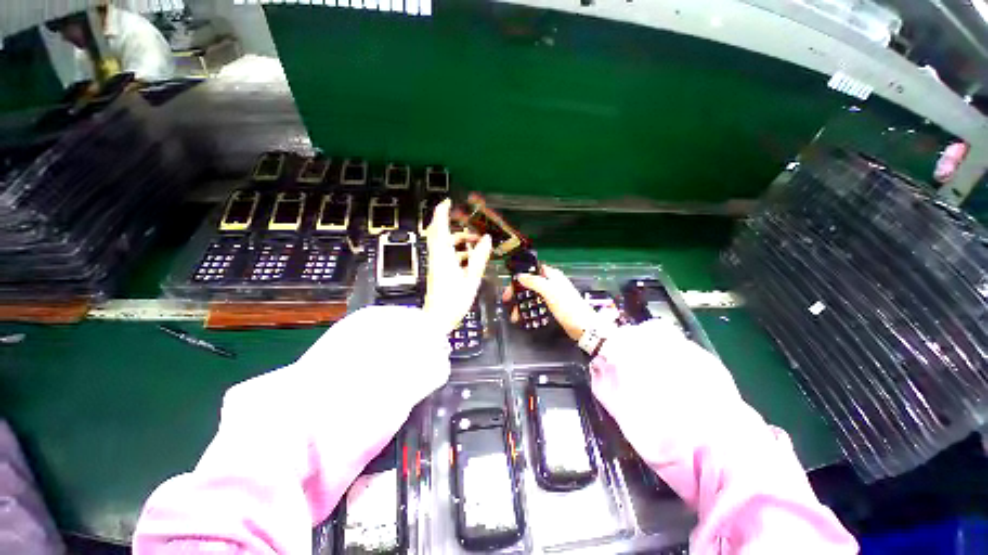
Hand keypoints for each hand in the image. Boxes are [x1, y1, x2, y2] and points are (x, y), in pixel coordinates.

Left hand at [423, 199, 492, 333]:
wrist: (436, 319)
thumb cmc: (453, 301)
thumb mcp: (471, 279)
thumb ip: (479, 258)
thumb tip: (487, 239)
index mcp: (443, 256)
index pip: (439, 227)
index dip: (442, 212)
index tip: (447, 201)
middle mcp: (437, 257)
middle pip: (440, 233)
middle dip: (453, 225)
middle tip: (468, 224)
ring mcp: (437, 264)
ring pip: (445, 244)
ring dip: (459, 240)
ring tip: (476, 243)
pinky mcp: (438, 272)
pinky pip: (446, 254)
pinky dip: (458, 251)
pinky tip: (470, 258)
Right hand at [501, 264, 597, 340]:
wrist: (584, 327)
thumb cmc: (568, 307)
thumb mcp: (550, 291)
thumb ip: (534, 282)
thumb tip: (520, 276)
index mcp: (552, 275)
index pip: (532, 270)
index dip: (520, 276)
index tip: (509, 285)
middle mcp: (551, 283)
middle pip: (530, 284)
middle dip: (518, 292)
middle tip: (507, 301)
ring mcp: (552, 296)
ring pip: (532, 296)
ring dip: (522, 304)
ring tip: (514, 316)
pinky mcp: (552, 307)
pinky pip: (536, 306)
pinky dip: (529, 310)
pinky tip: (523, 317)